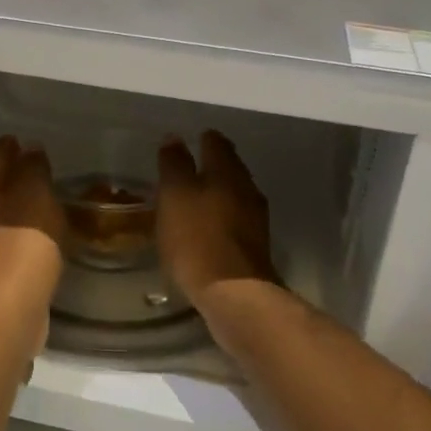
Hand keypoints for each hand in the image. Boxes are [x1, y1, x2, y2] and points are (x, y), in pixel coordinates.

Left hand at [0, 136, 64, 298]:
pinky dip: (21, 230)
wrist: (9, 303)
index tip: (29, 143)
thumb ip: (33, 167)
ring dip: (17, 205)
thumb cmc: (23, 236)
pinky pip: (8, 237)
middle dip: (12, 176)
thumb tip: (29, 149)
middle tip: (39, 168)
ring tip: (44, 199)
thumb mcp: (35, 191)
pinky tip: (40, 232)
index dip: (12, 147)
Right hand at [156, 131, 276, 303]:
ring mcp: (255, 219)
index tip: (191, 139)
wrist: (233, 292)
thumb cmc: (196, 237)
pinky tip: (207, 229)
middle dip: (213, 165)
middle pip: (230, 168)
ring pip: (235, 194)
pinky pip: (236, 221)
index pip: (217, 143)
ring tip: (196, 198)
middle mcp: (247, 189)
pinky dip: (222, 218)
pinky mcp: (255, 246)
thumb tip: (174, 138)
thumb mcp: (174, 195)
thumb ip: (174, 164)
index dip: (203, 139)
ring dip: (218, 193)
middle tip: (191, 167)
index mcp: (227, 171)